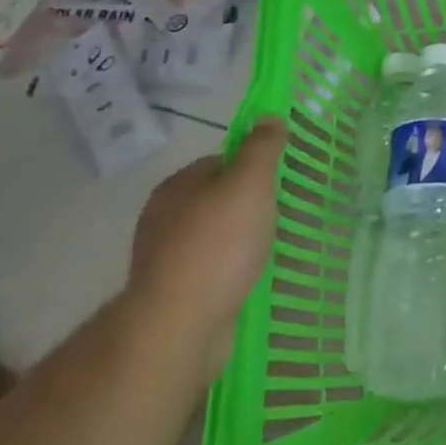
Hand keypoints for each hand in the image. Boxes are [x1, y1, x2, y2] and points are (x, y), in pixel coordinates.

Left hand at [128, 116, 283, 384]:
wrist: (179, 327)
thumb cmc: (217, 245)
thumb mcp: (250, 183)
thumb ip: (262, 148)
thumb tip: (269, 117)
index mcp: (176, 186)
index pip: (221, 162)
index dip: (253, 167)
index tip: (279, 182)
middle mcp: (163, 218)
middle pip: (218, 199)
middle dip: (248, 206)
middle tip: (281, 215)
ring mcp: (165, 259)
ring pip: (215, 237)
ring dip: (241, 241)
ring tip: (272, 249)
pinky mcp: (174, 295)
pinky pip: (212, 271)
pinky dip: (232, 271)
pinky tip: (252, 278)